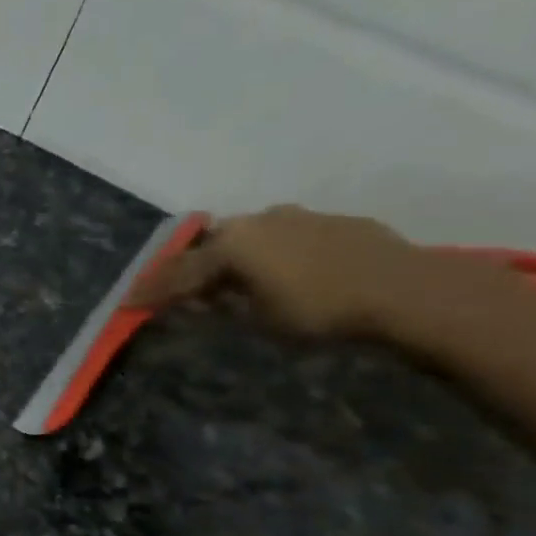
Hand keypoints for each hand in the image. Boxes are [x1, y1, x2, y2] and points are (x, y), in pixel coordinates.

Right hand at [130, 205, 482, 339]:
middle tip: (176, 288)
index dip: (151, 291)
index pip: (179, 272)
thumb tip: (199, 299)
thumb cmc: (319, 311)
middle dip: (190, 267)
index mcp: (231, 244)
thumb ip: (221, 304)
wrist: (408, 291)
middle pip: (210, 245)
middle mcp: (257, 221)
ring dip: (232, 256)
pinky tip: (279, 270)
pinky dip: (270, 253)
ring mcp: (298, 217)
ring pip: (249, 236)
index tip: (127, 304)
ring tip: (228, 278)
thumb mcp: (256, 319)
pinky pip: (285, 236)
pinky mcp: (333, 222)